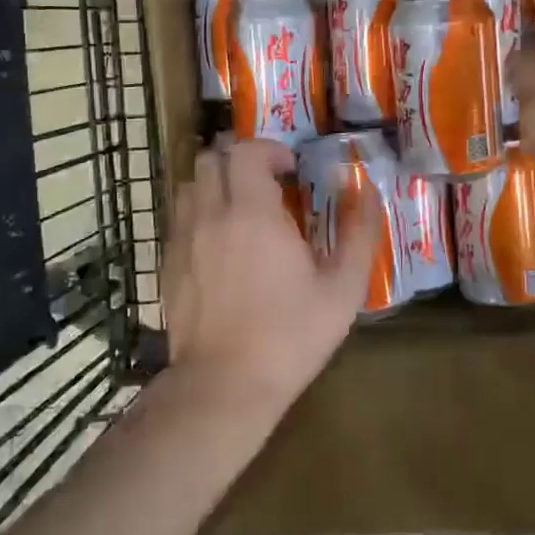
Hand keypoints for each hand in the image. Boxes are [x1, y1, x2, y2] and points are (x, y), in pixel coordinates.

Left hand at [163, 139, 373, 414]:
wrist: (225, 385)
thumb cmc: (290, 336)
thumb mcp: (342, 290)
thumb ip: (359, 233)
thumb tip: (367, 190)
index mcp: (253, 213)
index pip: (246, 151)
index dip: (270, 150)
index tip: (291, 170)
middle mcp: (210, 215)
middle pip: (211, 159)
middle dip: (239, 160)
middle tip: (267, 184)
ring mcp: (183, 239)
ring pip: (189, 185)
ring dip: (215, 184)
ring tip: (241, 210)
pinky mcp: (168, 264)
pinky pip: (179, 218)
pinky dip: (199, 214)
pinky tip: (220, 244)